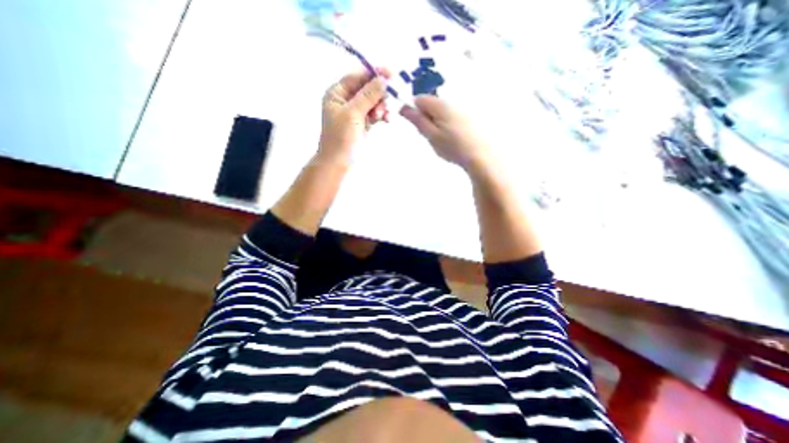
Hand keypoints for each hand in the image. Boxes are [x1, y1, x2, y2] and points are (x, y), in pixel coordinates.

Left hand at [318, 69, 392, 162]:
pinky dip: (380, 115)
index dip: (374, 74)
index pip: (357, 76)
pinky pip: (374, 114)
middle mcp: (345, 100)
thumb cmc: (341, 137)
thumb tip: (383, 79)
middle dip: (379, 95)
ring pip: (373, 102)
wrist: (338, 163)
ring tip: (385, 116)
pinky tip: (386, 120)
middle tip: (387, 104)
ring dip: (381, 106)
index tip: (391, 75)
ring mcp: (354, 113)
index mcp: (337, 93)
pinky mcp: (362, 124)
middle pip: (367, 89)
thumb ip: (368, 95)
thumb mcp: (353, 113)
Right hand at [403, 94, 490, 172]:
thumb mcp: (431, 136)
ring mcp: (462, 107)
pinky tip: (454, 138)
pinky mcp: (470, 115)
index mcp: (440, 105)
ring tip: (444, 139)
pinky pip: (453, 116)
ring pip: (442, 111)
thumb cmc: (453, 147)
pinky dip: (449, 124)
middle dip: (427, 118)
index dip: (415, 111)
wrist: (480, 155)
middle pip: (432, 104)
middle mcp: (452, 100)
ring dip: (438, 122)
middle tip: (432, 136)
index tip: (419, 126)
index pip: (420, 99)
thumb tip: (403, 107)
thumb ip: (417, 120)